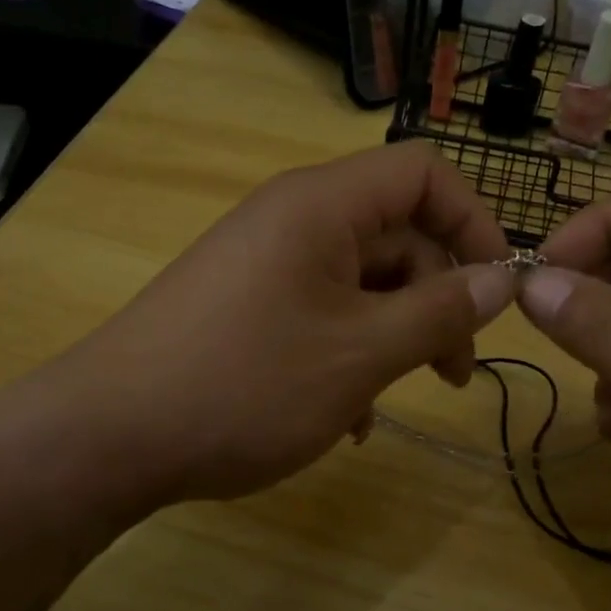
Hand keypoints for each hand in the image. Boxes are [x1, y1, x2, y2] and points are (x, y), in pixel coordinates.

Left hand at [55, 143, 514, 506]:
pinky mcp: (245, 306)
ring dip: (394, 336)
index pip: (423, 173)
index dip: (474, 222)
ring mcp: (265, 264)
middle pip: (396, 233)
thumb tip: (502, 280)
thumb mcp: (360, 354)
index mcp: (322, 206)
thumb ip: (439, 313)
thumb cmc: (245, 385)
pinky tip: (347, 416)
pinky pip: (320, 312)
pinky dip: (348, 354)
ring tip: (395, 400)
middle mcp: (293, 220)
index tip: (499, 290)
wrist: (108, 437)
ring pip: (361, 282)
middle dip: (438, 298)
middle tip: (455, 372)